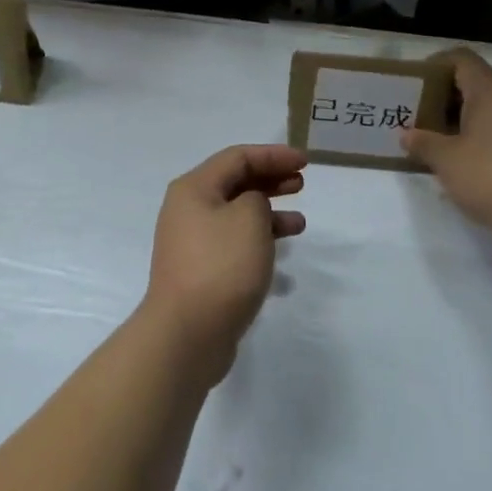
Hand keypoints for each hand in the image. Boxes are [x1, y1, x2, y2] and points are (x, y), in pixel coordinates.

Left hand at [142, 144, 307, 384]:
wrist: (186, 334)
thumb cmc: (220, 266)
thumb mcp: (248, 218)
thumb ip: (257, 198)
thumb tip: (253, 205)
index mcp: (194, 188)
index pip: (237, 157)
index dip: (273, 155)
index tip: (305, 162)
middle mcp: (188, 210)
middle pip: (235, 183)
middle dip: (270, 180)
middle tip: (301, 183)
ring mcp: (193, 242)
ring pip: (237, 215)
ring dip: (268, 213)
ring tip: (300, 223)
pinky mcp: (201, 271)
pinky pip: (234, 242)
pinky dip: (259, 240)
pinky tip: (280, 253)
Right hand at [401, 48, 491, 242]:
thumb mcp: (447, 160)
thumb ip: (423, 143)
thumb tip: (408, 135)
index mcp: (490, 90)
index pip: (460, 59)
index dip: (434, 66)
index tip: (413, 85)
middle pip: (473, 82)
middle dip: (442, 96)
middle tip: (417, 115)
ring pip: (487, 107)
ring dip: (459, 118)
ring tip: (435, 139)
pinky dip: (478, 134)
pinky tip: (462, 158)